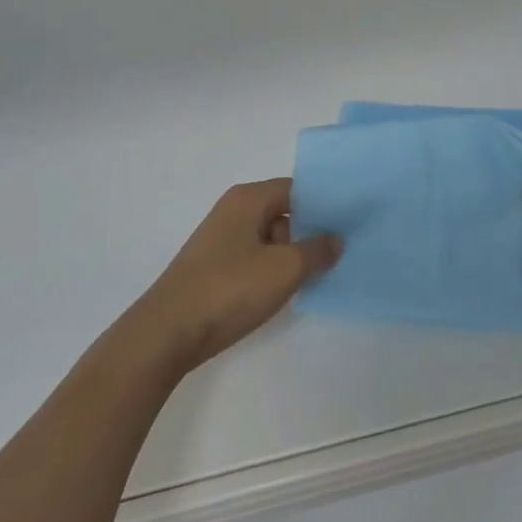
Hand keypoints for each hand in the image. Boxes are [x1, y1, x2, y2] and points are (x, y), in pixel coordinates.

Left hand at [129, 179, 340, 373]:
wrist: (168, 333)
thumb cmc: (229, 289)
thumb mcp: (284, 269)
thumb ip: (317, 250)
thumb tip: (336, 239)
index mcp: (248, 199)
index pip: (297, 189)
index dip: (325, 203)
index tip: (353, 220)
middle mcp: (234, 211)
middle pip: (285, 212)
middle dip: (312, 231)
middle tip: (345, 249)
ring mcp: (222, 241)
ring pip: (271, 239)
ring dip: (294, 254)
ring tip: (325, 272)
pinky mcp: (216, 268)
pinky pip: (256, 260)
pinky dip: (275, 270)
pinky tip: (292, 290)